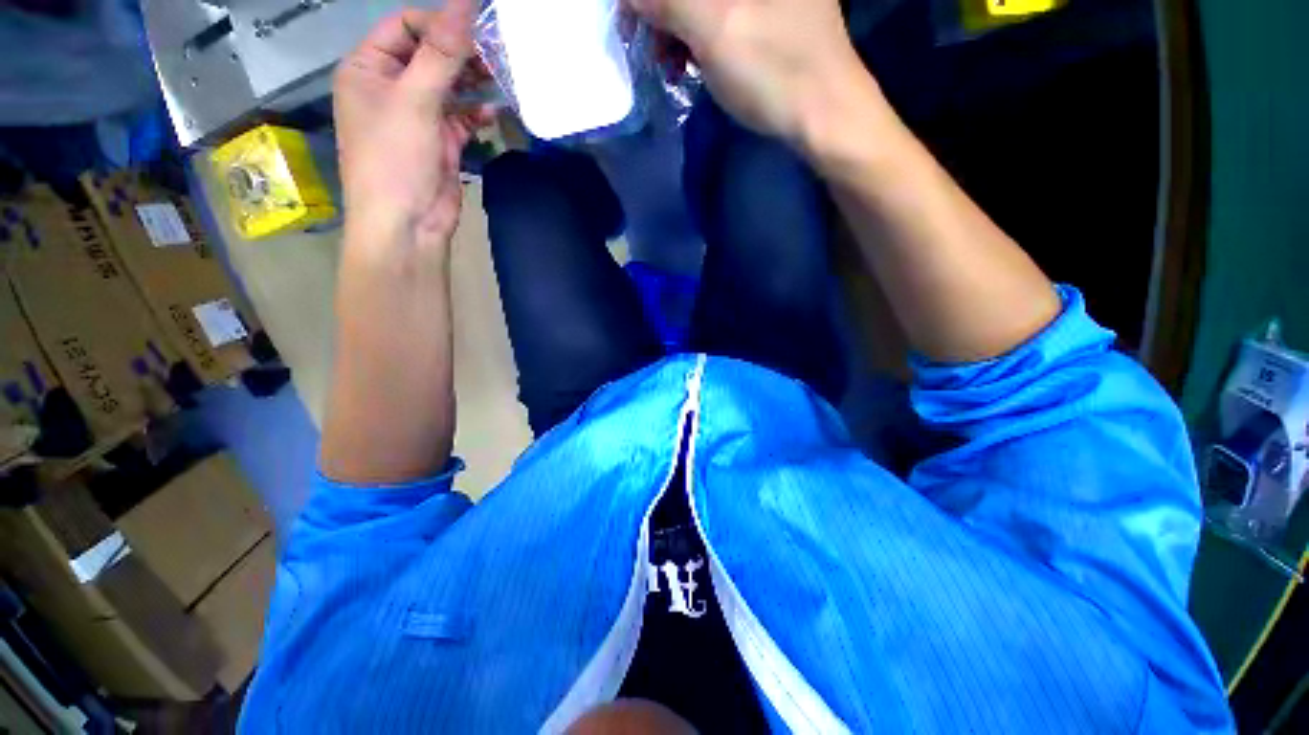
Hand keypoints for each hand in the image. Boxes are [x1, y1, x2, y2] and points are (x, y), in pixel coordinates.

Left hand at [333, 1, 485, 254]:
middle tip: (497, 52)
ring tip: (501, 76)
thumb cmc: (396, 160)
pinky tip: (495, 111)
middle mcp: (391, 87)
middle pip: (430, 55)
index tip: (477, 29)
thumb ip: (441, 54)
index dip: (439, 24)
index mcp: (368, 68)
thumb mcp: (415, 101)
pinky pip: (461, 117)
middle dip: (461, 54)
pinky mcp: (441, 141)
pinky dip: (478, 113)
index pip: (405, 27)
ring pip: (449, 86)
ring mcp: (417, 115)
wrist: (409, 224)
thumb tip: (465, 5)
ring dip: (473, 82)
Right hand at [628, 0, 868, 145]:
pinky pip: (725, 18)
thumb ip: (668, 1)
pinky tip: (692, 63)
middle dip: (665, 12)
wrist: (827, 118)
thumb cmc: (773, 72)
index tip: (633, 20)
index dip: (650, 0)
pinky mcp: (776, 18)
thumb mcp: (713, 30)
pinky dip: (701, 38)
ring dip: (679, 26)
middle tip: (650, 45)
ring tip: (670, 64)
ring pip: (708, 5)